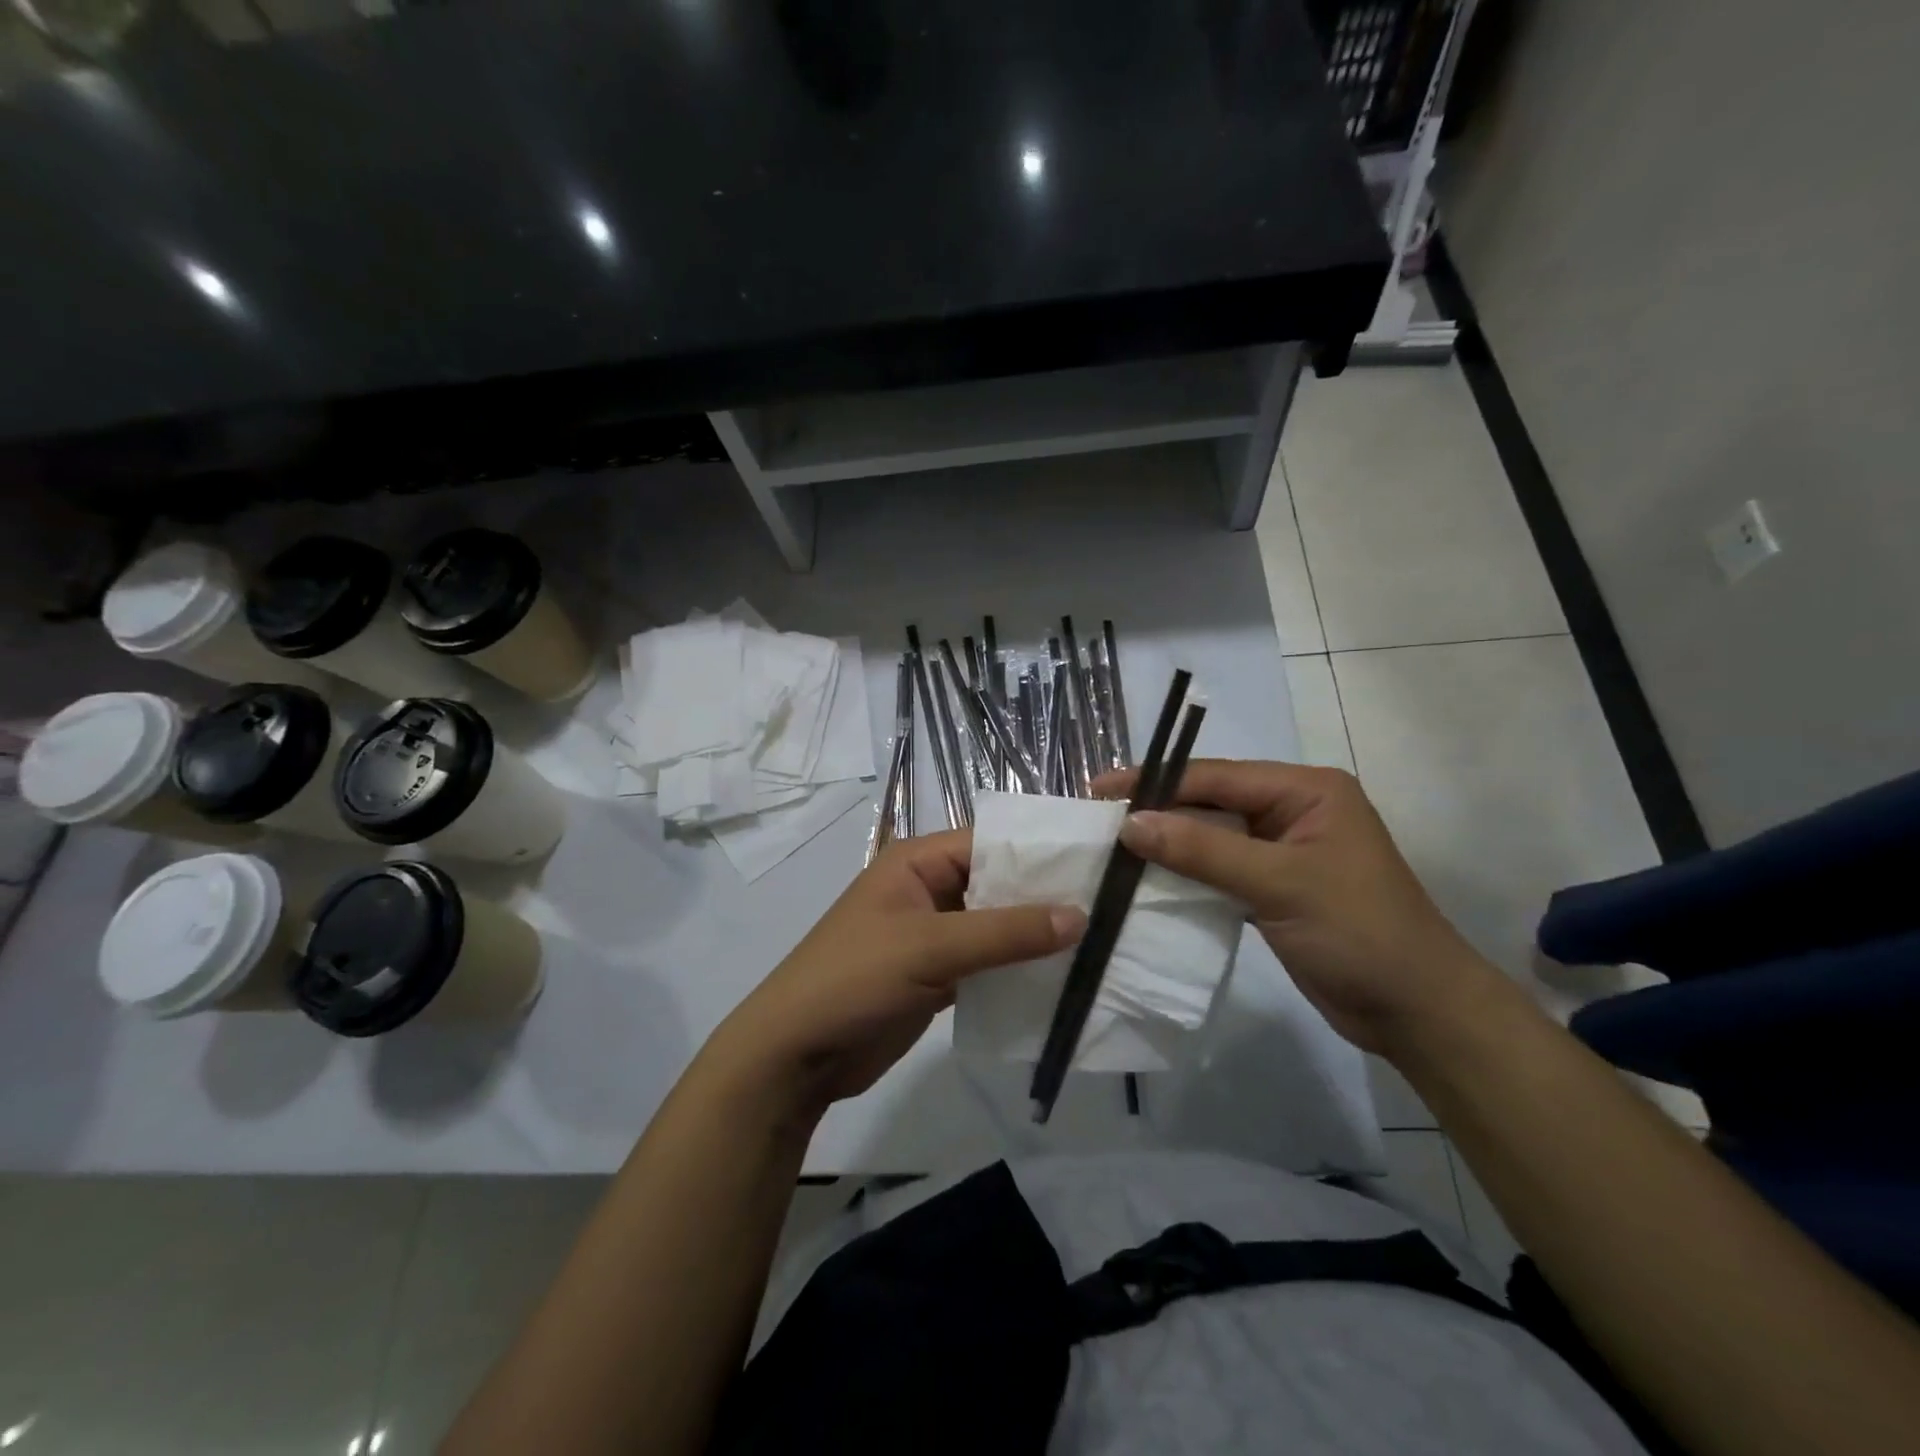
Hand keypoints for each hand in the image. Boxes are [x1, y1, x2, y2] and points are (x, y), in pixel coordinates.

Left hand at [706, 830, 1085, 1112]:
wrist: (797, 1054)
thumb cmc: (855, 979)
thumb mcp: (931, 946)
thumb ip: (1006, 932)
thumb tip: (1080, 915)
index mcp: (918, 860)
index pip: (991, 841)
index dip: (1041, 851)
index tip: (1099, 863)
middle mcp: (928, 888)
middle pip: (997, 882)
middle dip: (1044, 895)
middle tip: (1111, 905)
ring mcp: (933, 932)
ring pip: (995, 924)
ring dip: (1035, 934)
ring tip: (1100, 939)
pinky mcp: (937, 973)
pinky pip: (986, 960)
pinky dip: (1016, 967)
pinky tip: (1061, 976)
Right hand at [1093, 760, 1507, 1055]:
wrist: (1416, 1011)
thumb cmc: (1358, 932)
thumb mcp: (1279, 884)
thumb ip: (1203, 849)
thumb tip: (1131, 823)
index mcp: (1305, 790)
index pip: (1216, 776)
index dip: (1156, 781)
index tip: (1100, 789)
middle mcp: (1292, 810)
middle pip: (1210, 802)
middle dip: (1157, 809)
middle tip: (1097, 819)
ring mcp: (1282, 851)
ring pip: (1211, 836)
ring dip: (1167, 843)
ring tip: (1110, 847)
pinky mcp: (1273, 888)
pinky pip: (1219, 869)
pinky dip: (1185, 873)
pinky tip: (1147, 879)